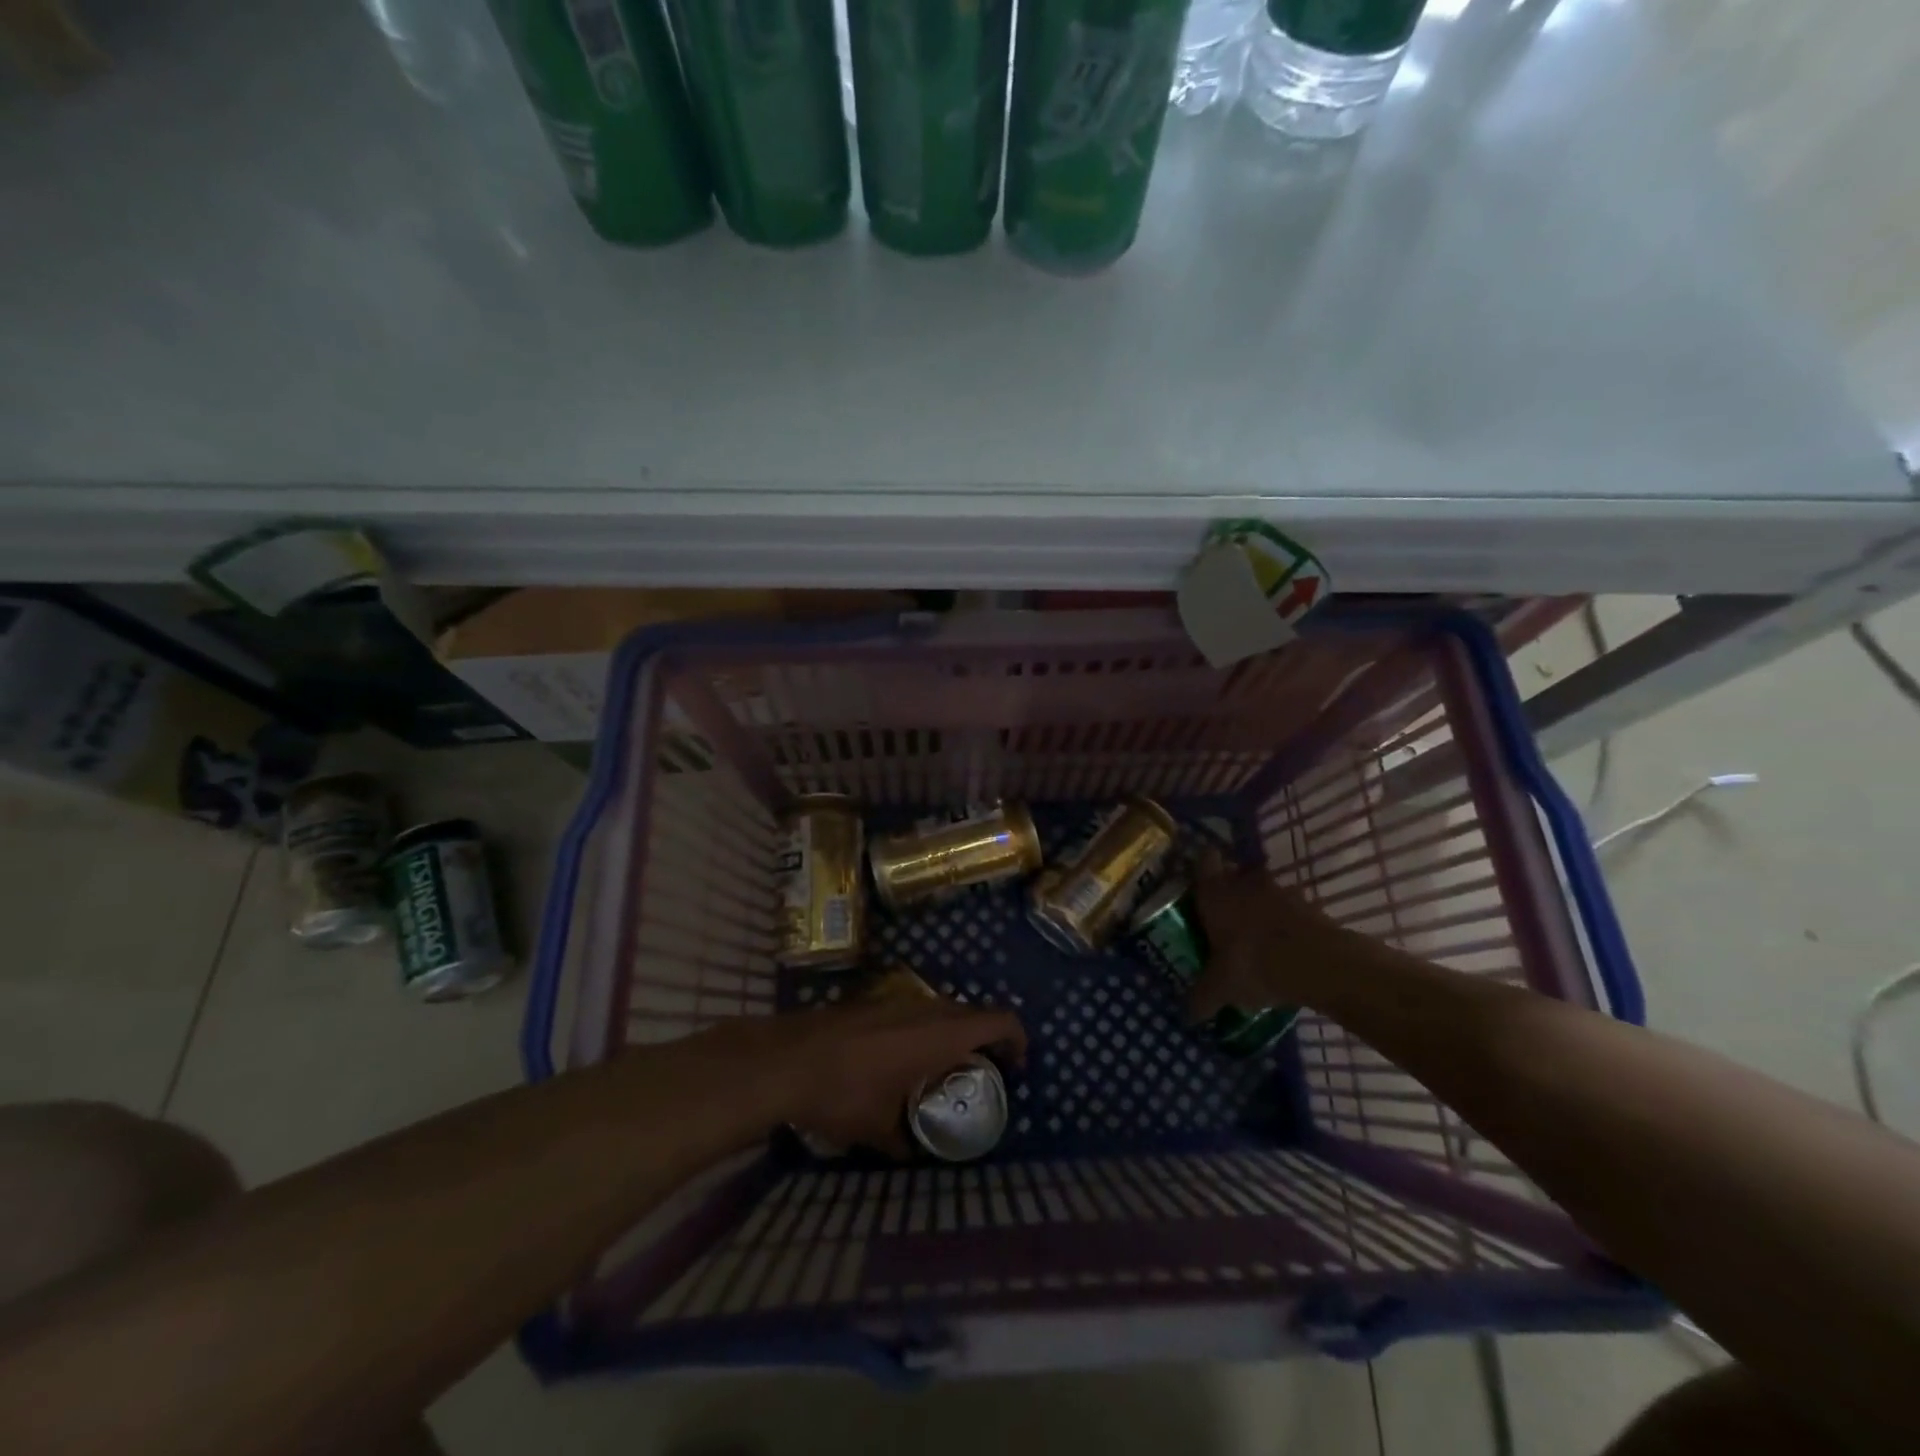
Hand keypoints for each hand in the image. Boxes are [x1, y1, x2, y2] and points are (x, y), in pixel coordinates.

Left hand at [757, 992, 1026, 1157]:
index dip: (1017, 1039)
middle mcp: (926, 1008)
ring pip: (942, 1009)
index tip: (1015, 1068)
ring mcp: (897, 999)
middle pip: (973, 1012)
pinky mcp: (873, 1001)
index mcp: (941, 1034)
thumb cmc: (844, 1093)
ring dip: (953, 1033)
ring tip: (942, 1070)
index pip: (1000, 1020)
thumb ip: (907, 1142)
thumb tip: (916, 1154)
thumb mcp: (881, 1130)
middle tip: (982, 1075)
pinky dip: (924, 1029)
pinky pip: (915, 1010)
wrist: (787, 1059)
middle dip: (986, 1040)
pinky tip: (901, 1059)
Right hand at [1189, 870, 1352, 1021]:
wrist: (1321, 964)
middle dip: (1231, 893)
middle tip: (1225, 920)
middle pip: (1234, 875)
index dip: (1201, 869)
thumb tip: (1188, 1014)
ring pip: (1263, 891)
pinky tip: (1285, 950)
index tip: (1199, 887)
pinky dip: (1287, 924)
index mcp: (1215, 892)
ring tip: (1258, 939)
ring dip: (1261, 908)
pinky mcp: (1310, 905)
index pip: (1203, 861)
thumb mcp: (1221, 988)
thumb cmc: (1255, 964)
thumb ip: (1202, 997)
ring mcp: (1280, 890)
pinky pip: (1290, 909)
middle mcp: (1244, 882)